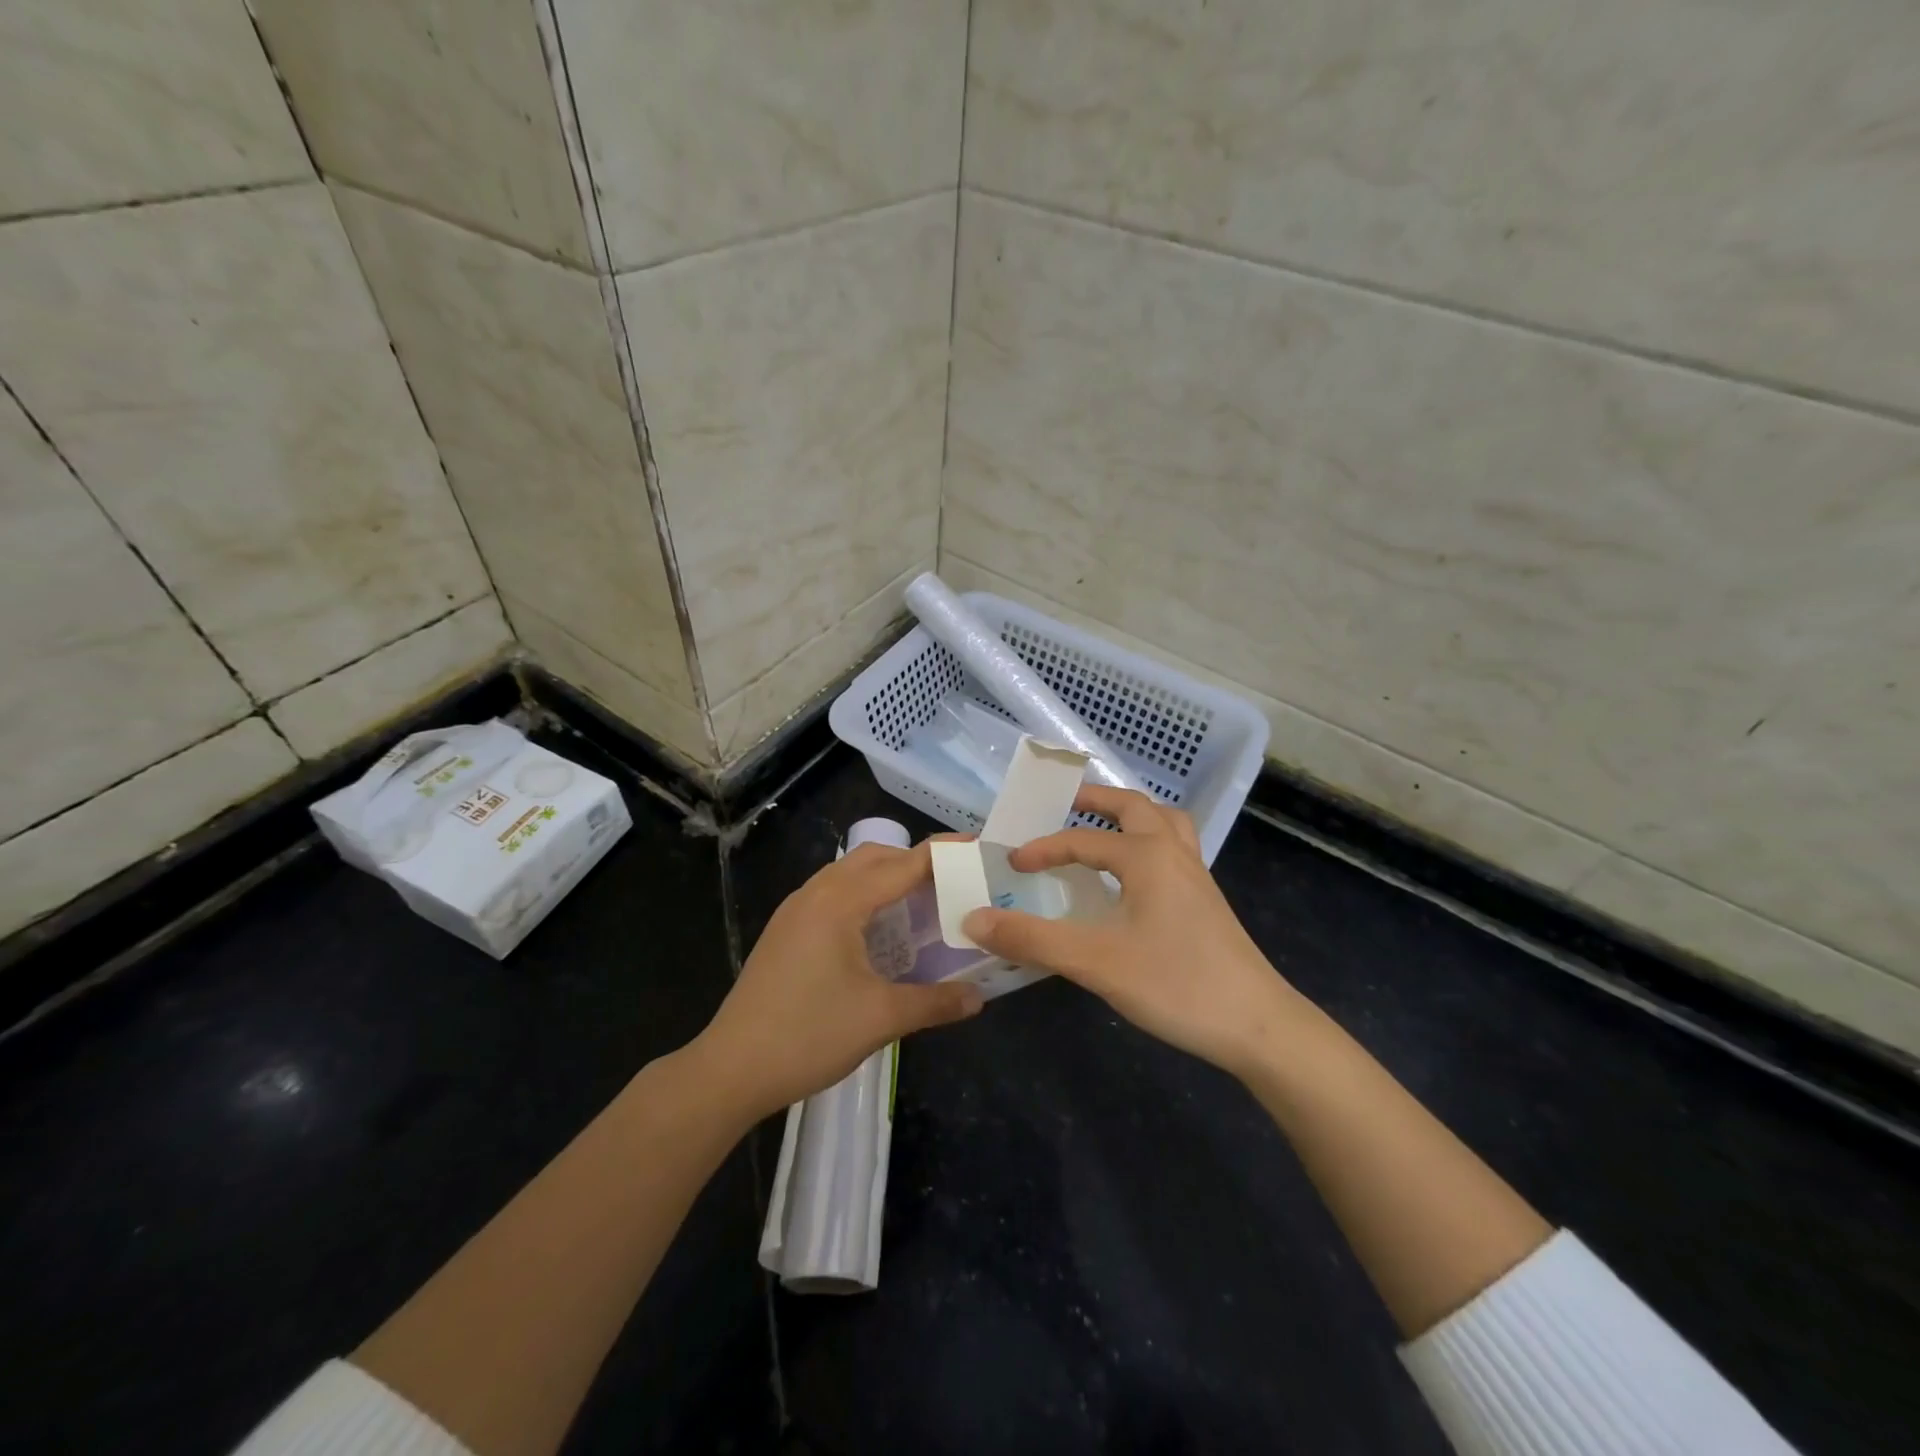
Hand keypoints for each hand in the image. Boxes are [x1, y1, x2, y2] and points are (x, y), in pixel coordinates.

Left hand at [695, 841, 982, 1120]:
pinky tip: (879, 932)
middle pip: (874, 858)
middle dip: (915, 863)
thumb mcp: (880, 1018)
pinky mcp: (785, 930)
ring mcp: (795, 910)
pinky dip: (864, 897)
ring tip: (921, 905)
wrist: (730, 1069)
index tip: (978, 849)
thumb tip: (978, 997)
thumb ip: (935, 1002)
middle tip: (953, 883)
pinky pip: (833, 894)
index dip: (942, 855)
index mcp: (840, 902)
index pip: (903, 865)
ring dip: (887, 879)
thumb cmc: (808, 1035)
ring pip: (849, 874)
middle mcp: (816, 893)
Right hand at [962, 785, 1303, 1078]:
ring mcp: (1196, 876)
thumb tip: (973, 920)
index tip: (1011, 863)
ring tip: (1102, 826)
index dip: (1042, 849)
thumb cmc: (1175, 984)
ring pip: (1164, 823)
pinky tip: (1135, 876)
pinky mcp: (1206, 900)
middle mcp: (1174, 853)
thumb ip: (1032, 938)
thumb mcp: (1095, 962)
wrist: (1258, 1026)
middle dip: (1097, 799)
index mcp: (1146, 855)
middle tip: (1065, 803)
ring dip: (1131, 815)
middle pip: (1135, 807)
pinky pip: (1174, 849)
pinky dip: (1149, 842)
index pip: (1081, 839)